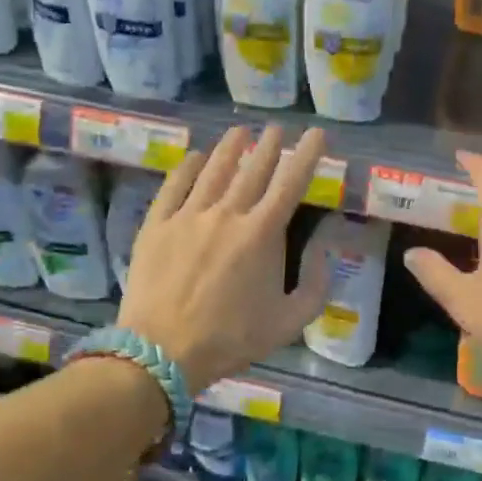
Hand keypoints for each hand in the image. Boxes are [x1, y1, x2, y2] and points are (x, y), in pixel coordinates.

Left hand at [117, 125, 331, 393]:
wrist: (163, 351)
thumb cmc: (231, 339)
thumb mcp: (289, 322)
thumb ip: (316, 284)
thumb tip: (325, 248)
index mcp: (262, 234)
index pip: (291, 183)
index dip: (307, 155)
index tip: (317, 133)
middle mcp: (226, 214)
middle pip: (252, 170)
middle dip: (268, 145)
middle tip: (277, 128)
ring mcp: (188, 216)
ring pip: (213, 171)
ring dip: (229, 148)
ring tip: (240, 131)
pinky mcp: (157, 225)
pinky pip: (173, 187)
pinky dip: (186, 168)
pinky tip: (194, 157)